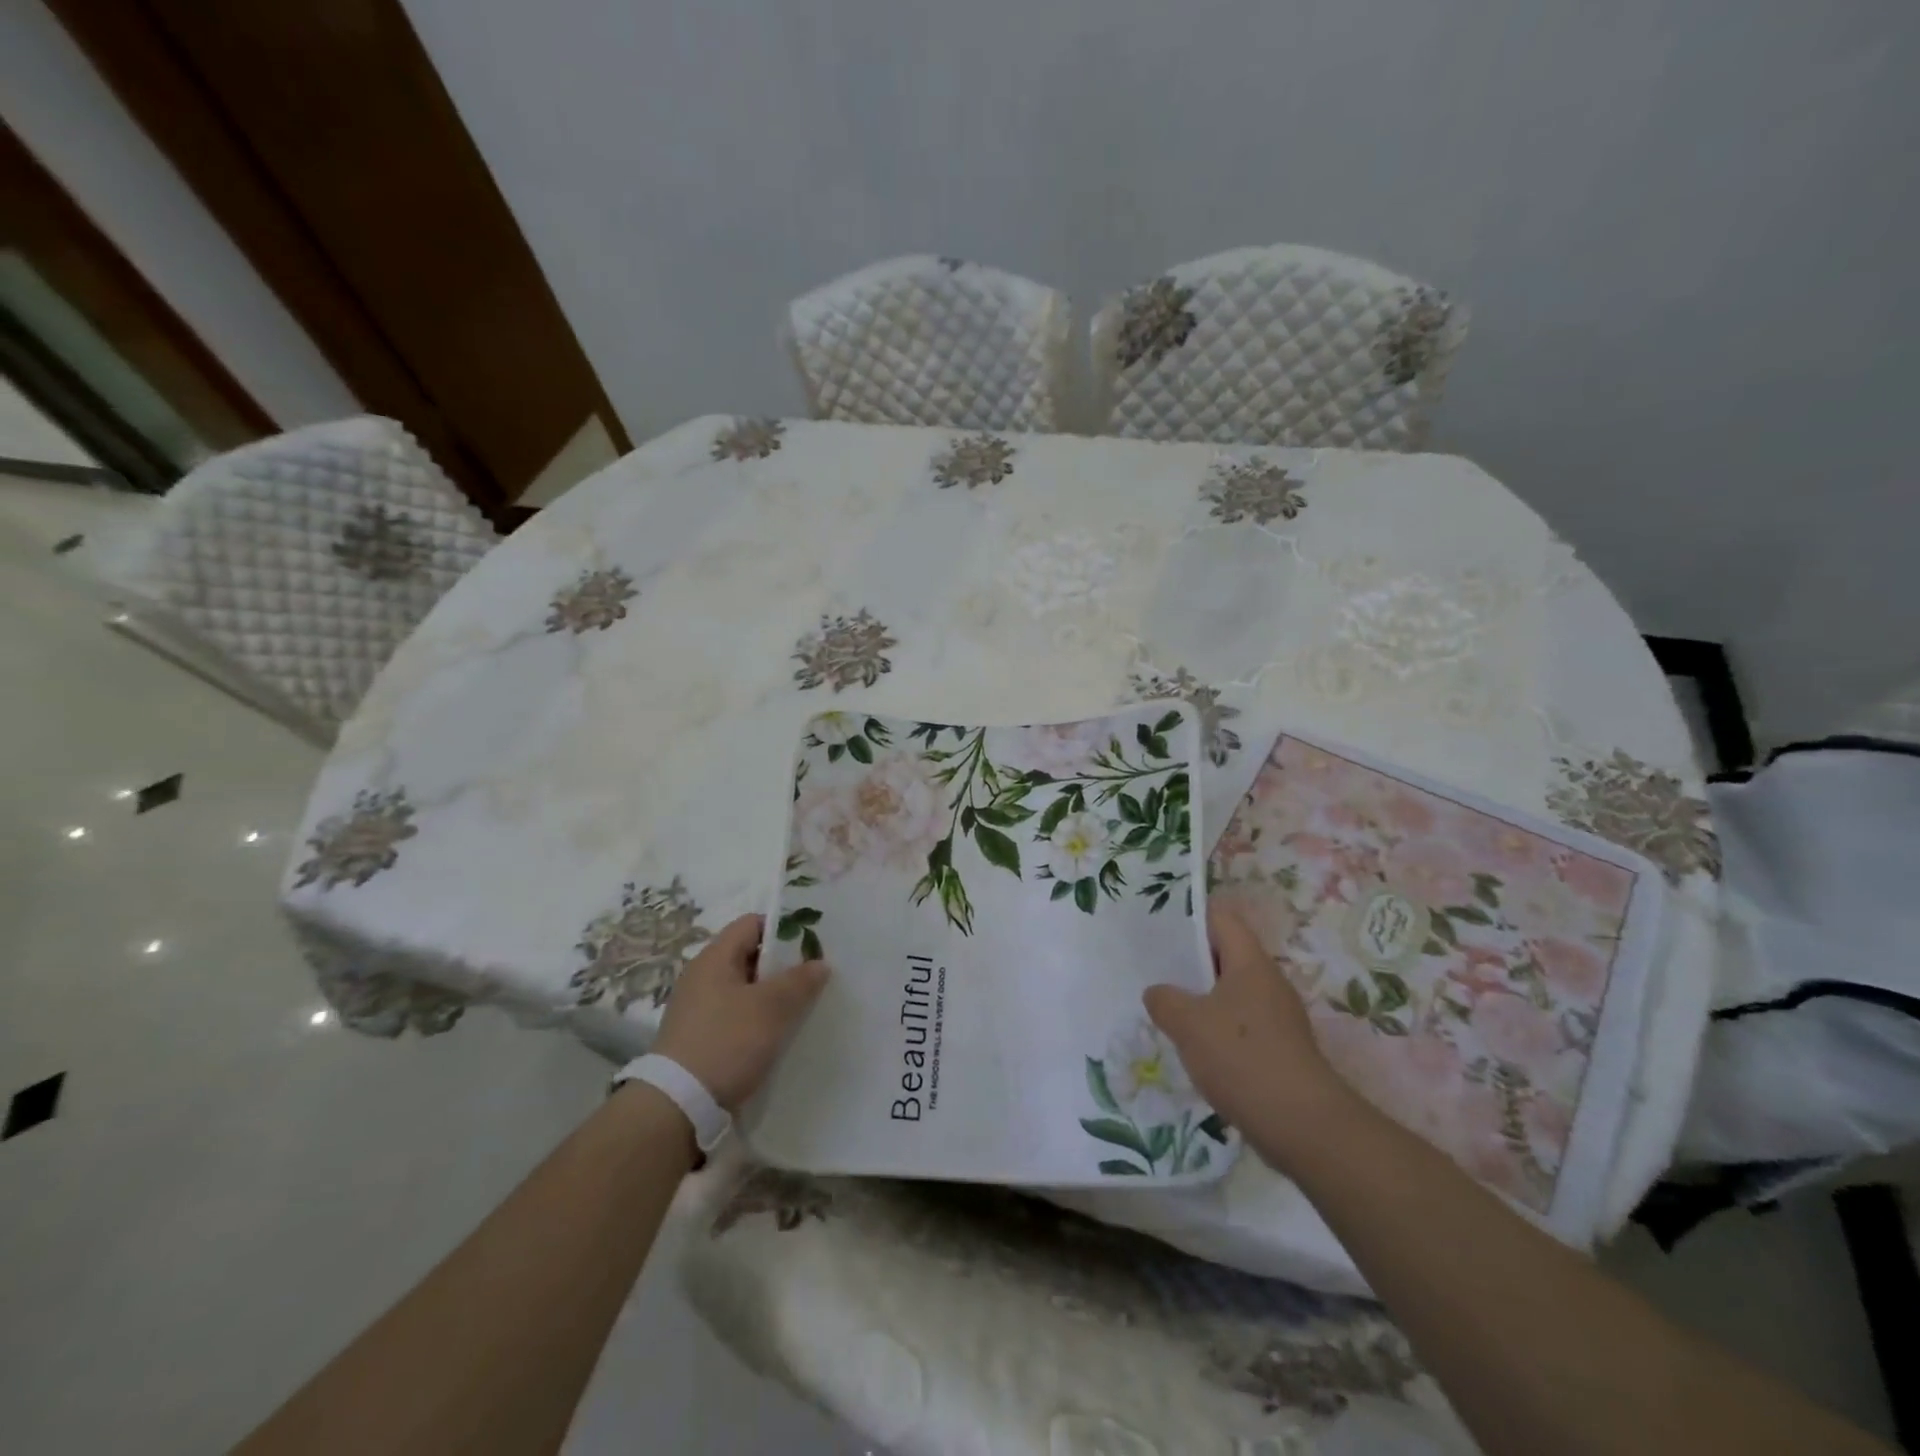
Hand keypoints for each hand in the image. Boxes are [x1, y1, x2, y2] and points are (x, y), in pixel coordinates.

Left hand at [654, 914, 828, 1109]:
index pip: (752, 924)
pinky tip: (778, 1035)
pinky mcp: (699, 1038)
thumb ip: (799, 981)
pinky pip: (736, 1016)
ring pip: (745, 989)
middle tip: (814, 977)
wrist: (677, 1107)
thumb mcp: (772, 1008)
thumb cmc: (727, 1042)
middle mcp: (702, 976)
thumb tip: (819, 963)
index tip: (813, 944)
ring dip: (772, 996)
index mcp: (714, 958)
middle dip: (783, 965)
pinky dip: (758, 1019)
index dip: (784, 929)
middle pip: (750, 956)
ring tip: (803, 1007)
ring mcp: (698, 1009)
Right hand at [1144, 904, 1352, 1146]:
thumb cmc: (1242, 1057)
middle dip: (1191, 961)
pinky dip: (1217, 1030)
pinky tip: (1195, 1049)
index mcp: (1251, 963)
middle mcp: (1269, 982)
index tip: (1160, 925)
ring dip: (1202, 999)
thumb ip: (1164, 1000)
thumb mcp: (1187, 1023)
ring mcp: (1278, 1018)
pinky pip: (1241, 1026)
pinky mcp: (1281, 1050)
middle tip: (1155, 968)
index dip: (1192, 916)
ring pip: (1232, 993)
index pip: (1222, 919)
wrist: (1302, 1126)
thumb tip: (1158, 993)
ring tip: (1168, 1009)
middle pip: (1227, 956)